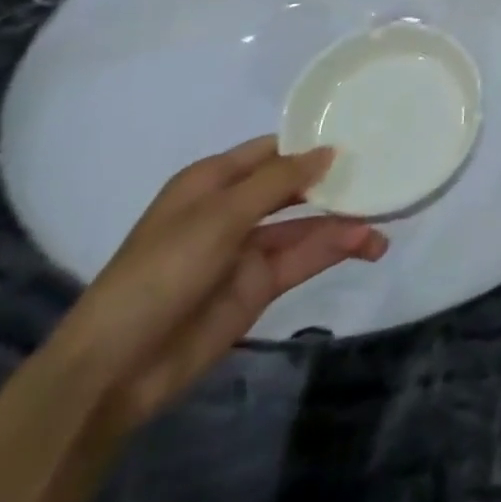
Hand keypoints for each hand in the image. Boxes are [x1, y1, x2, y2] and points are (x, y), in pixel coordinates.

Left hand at [50, 138, 385, 428]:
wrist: (115, 369)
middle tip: (384, 172)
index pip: (272, 150)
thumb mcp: (219, 216)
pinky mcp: (259, 286)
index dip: (312, 142)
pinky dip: (335, 249)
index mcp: (212, 182)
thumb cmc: (160, 271)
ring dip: (343, 221)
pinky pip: (304, 258)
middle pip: (295, 186)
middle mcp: (233, 209)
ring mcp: (247, 250)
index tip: (360, 132)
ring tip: (385, 219)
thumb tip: (330, 151)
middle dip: (335, 181)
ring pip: (306, 225)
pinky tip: (365, 244)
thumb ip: (279, 181)